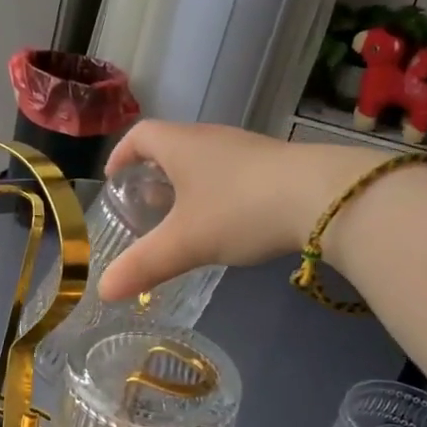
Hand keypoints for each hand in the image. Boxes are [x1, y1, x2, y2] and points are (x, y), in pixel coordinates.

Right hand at [97, 121, 379, 300]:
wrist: (324, 198)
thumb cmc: (240, 210)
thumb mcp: (185, 243)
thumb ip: (144, 265)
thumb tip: (102, 290)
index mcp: (182, 145)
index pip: (140, 135)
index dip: (121, 154)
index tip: (113, 179)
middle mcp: (212, 138)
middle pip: (173, 146)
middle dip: (154, 174)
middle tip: (145, 206)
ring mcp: (247, 149)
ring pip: (205, 160)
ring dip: (188, 184)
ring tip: (184, 218)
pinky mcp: (276, 165)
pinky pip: (233, 173)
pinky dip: (219, 192)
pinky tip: (229, 222)